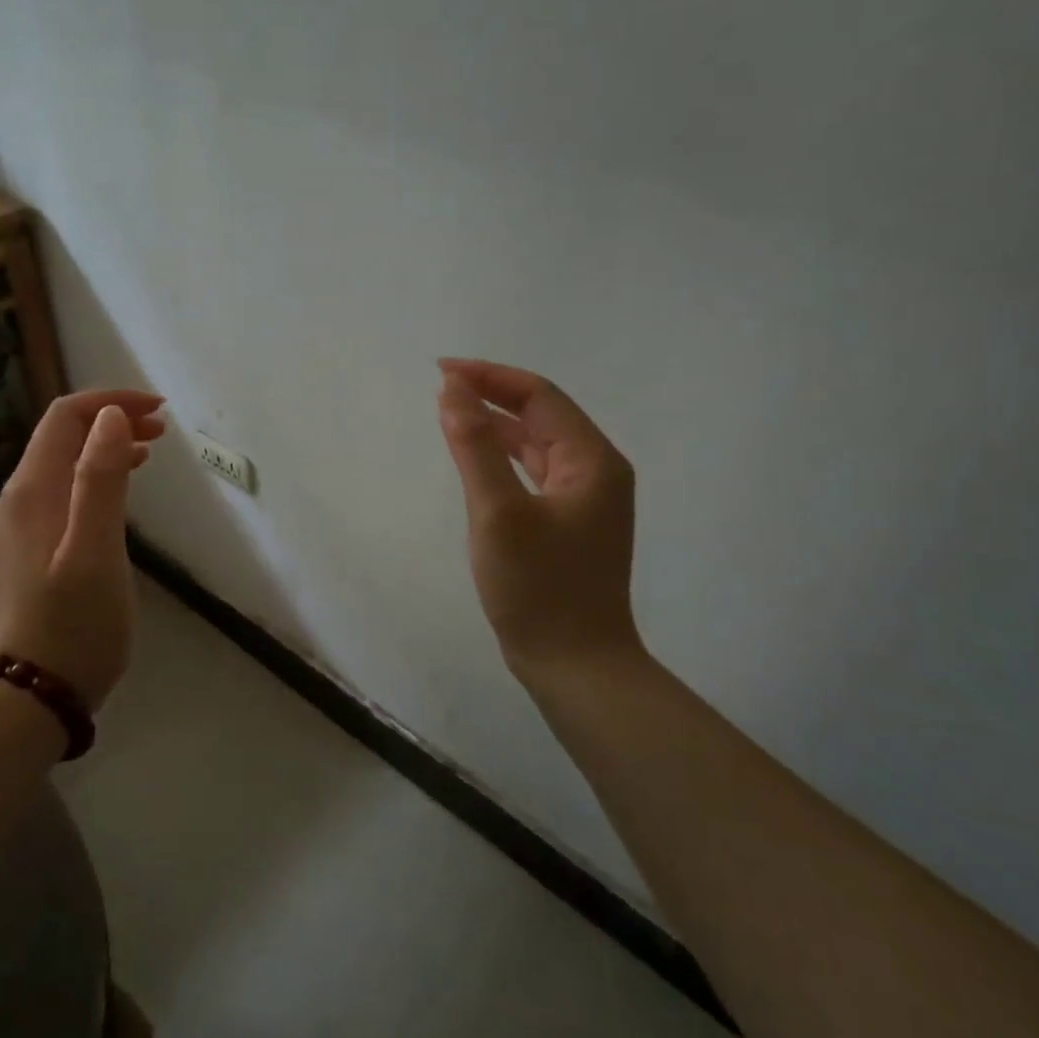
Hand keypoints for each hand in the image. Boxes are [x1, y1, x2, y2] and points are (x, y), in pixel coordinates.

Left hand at [0, 390, 165, 710]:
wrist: (29, 697)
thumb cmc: (73, 625)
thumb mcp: (95, 550)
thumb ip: (100, 480)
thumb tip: (110, 418)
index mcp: (33, 491)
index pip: (66, 417)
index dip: (111, 403)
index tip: (159, 410)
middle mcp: (19, 500)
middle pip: (63, 437)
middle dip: (112, 421)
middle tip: (162, 429)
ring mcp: (20, 528)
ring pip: (64, 466)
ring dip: (106, 449)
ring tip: (150, 452)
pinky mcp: (30, 553)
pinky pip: (64, 494)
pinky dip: (96, 479)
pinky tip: (119, 496)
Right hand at [437, 359, 645, 682]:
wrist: (575, 665)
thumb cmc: (539, 588)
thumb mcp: (499, 513)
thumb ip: (475, 447)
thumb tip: (452, 391)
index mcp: (591, 460)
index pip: (539, 396)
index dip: (489, 376)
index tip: (441, 371)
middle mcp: (597, 471)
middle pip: (542, 415)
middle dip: (492, 395)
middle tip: (441, 388)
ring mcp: (586, 500)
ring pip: (538, 444)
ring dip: (497, 426)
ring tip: (452, 415)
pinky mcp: (571, 524)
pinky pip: (536, 473)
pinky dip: (505, 458)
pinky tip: (478, 461)